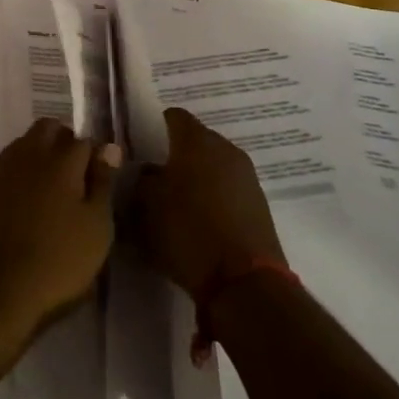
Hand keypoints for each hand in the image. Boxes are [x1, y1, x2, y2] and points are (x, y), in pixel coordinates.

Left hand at [0, 118, 118, 341]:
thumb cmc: (58, 263)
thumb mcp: (96, 229)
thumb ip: (103, 183)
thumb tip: (108, 148)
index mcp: (61, 161)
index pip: (83, 140)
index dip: (96, 156)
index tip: (102, 178)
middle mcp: (27, 156)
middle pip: (47, 129)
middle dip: (64, 141)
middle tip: (77, 177)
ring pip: (22, 144)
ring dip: (38, 154)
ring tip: (51, 190)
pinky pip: (3, 168)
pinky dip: (16, 174)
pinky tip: (22, 201)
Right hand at [128, 108, 286, 300]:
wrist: (243, 282)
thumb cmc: (187, 232)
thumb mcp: (146, 206)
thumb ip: (143, 179)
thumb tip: (149, 170)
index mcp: (197, 141)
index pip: (173, 117)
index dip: (154, 127)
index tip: (140, 147)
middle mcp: (226, 149)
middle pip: (195, 141)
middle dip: (175, 155)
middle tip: (155, 177)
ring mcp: (247, 176)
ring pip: (213, 165)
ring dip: (196, 177)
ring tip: (176, 202)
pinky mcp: (259, 203)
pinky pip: (227, 188)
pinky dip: (213, 197)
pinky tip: (199, 220)